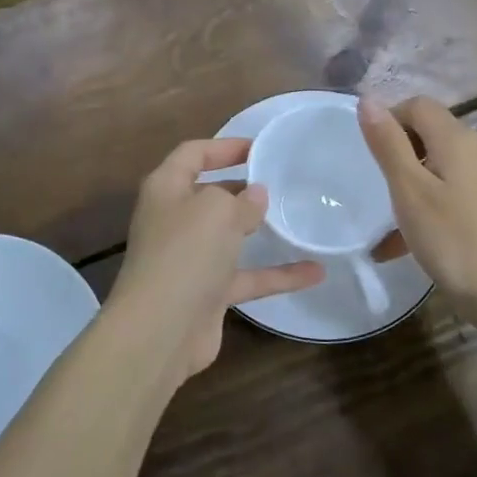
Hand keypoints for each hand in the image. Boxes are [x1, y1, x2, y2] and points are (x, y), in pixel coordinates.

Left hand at [108, 138, 323, 378]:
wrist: (161, 330)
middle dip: (242, 188)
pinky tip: (315, 272)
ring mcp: (190, 258)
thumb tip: (255, 196)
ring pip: (229, 236)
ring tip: (298, 218)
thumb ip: (241, 199)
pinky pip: (247, 276)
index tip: (260, 148)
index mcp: (166, 188)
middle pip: (210, 194)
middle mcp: (174, 219)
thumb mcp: (217, 210)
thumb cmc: (186, 252)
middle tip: (281, 181)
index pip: (193, 154)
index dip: (224, 146)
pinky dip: (277, 274)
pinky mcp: (207, 293)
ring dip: (260, 230)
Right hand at [359, 95, 476, 316]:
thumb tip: (368, 99)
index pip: (418, 106)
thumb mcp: (409, 190)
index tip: (370, 154)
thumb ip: (388, 143)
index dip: (390, 119)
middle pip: (430, 134)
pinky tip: (409, 245)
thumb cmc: (453, 239)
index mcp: (458, 139)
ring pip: (440, 168)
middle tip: (377, 188)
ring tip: (387, 225)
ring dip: (411, 186)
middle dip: (399, 154)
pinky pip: (453, 194)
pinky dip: (429, 207)